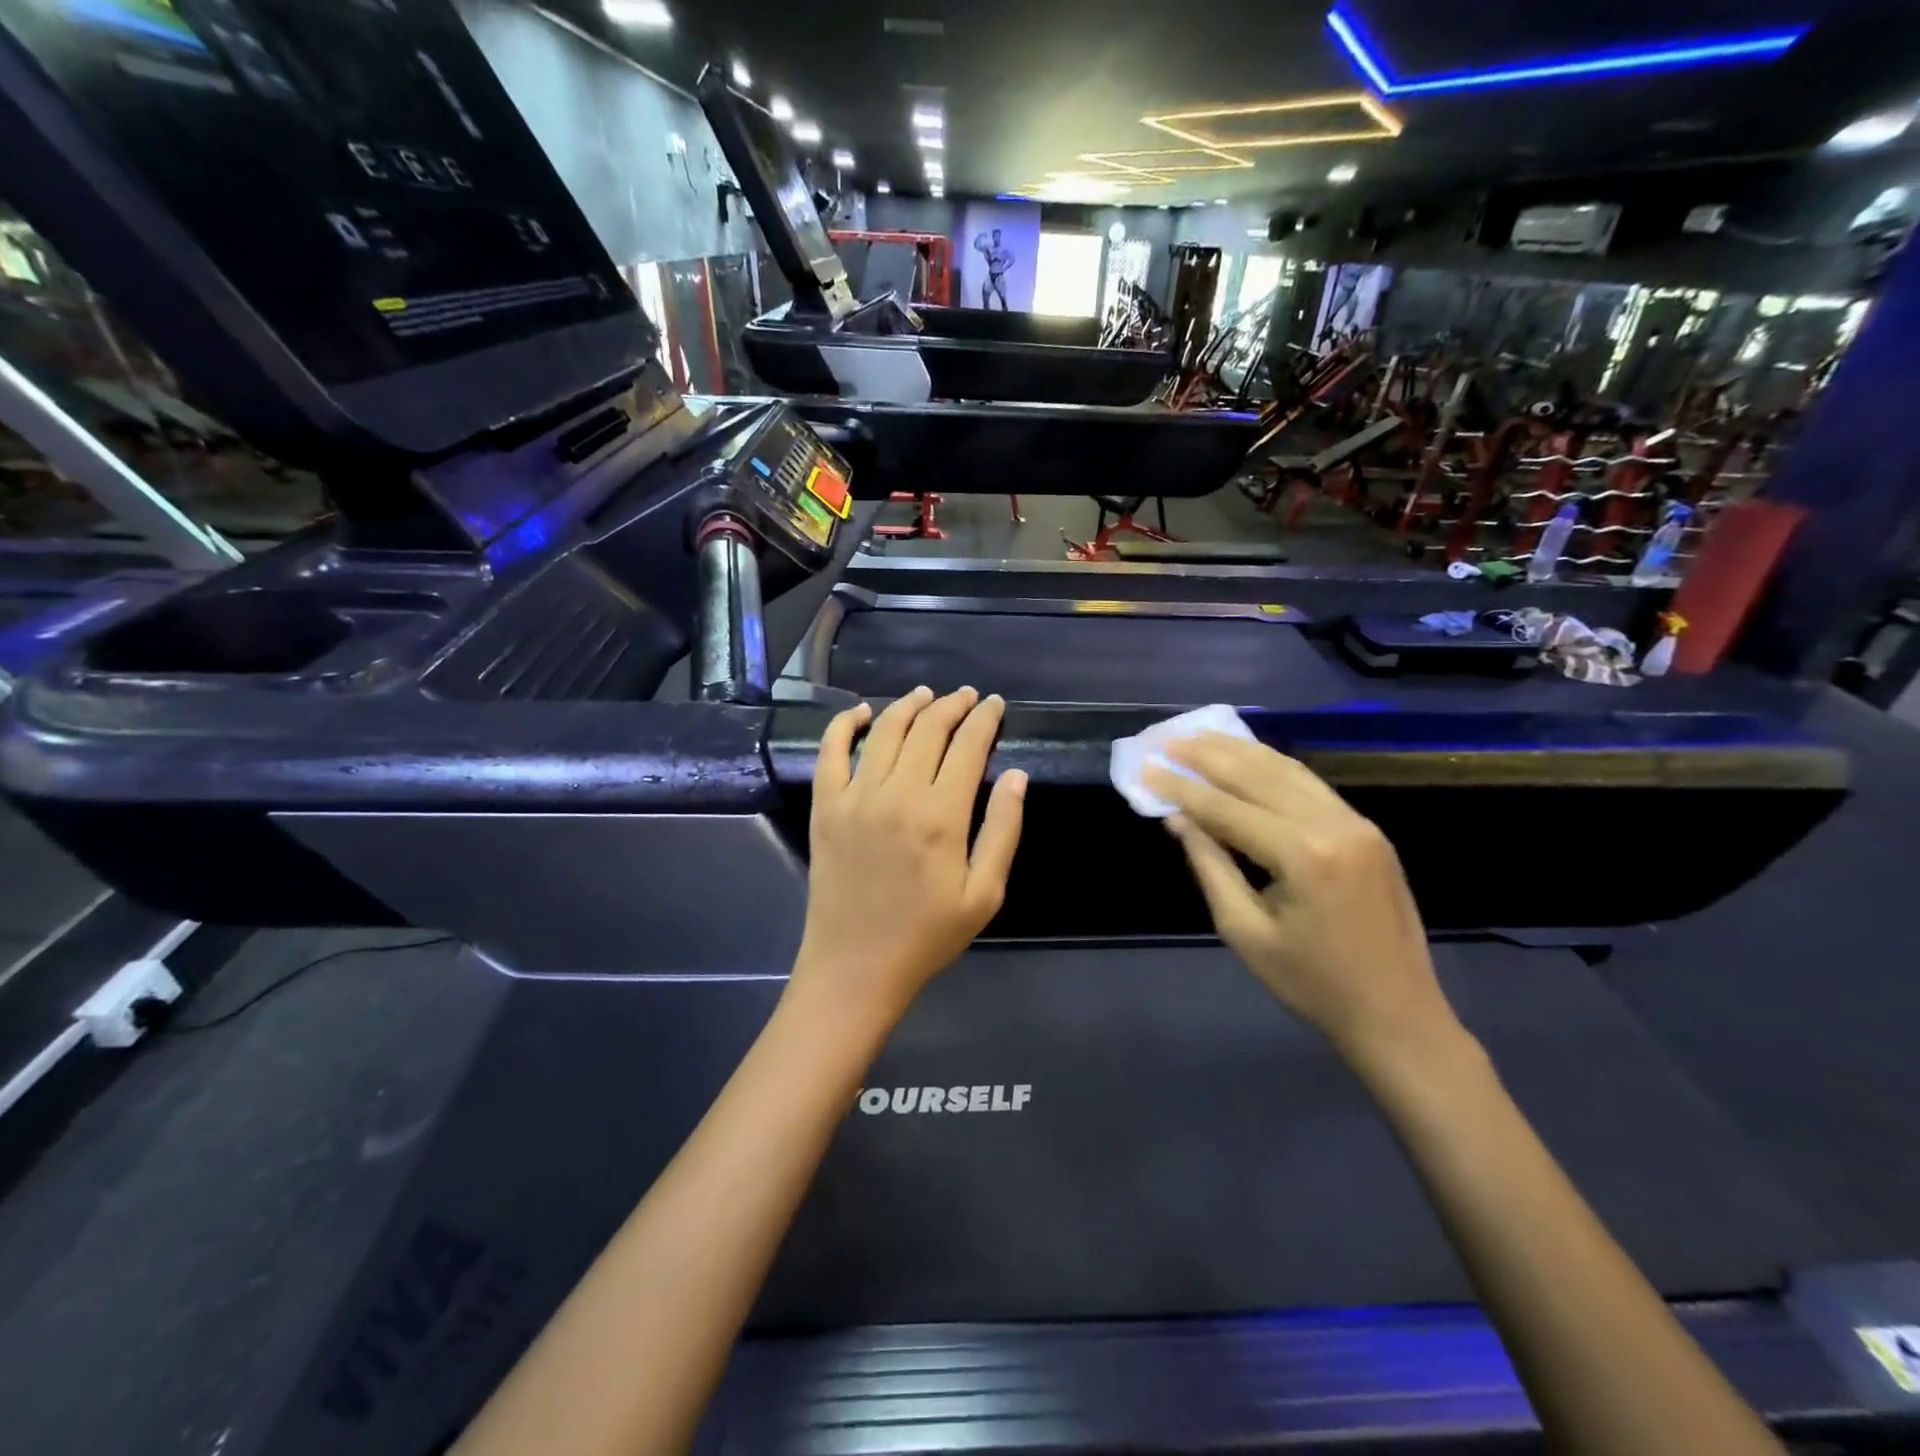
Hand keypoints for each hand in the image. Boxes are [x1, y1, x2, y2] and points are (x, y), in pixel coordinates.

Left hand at [791, 686, 1026, 1027]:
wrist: (856, 966)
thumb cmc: (927, 935)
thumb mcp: (985, 894)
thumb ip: (1003, 830)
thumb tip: (1017, 775)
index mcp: (941, 816)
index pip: (968, 747)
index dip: (984, 719)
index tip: (994, 704)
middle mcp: (897, 795)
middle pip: (928, 730)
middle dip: (952, 706)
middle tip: (966, 697)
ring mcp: (855, 798)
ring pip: (884, 731)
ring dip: (908, 705)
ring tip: (926, 695)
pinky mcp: (825, 807)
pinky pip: (830, 751)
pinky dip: (844, 724)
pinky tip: (861, 711)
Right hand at [1146, 734, 1459, 1068]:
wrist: (1397, 1013)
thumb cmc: (1312, 984)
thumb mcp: (1245, 932)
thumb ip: (1210, 866)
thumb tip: (1178, 819)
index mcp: (1303, 855)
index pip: (1227, 808)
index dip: (1180, 788)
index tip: (1144, 769)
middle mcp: (1333, 824)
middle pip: (1257, 774)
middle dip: (1206, 755)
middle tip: (1165, 739)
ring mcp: (1356, 822)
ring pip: (1286, 769)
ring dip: (1238, 751)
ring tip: (1197, 737)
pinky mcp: (1366, 828)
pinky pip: (1309, 784)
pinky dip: (1271, 765)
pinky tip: (1245, 756)